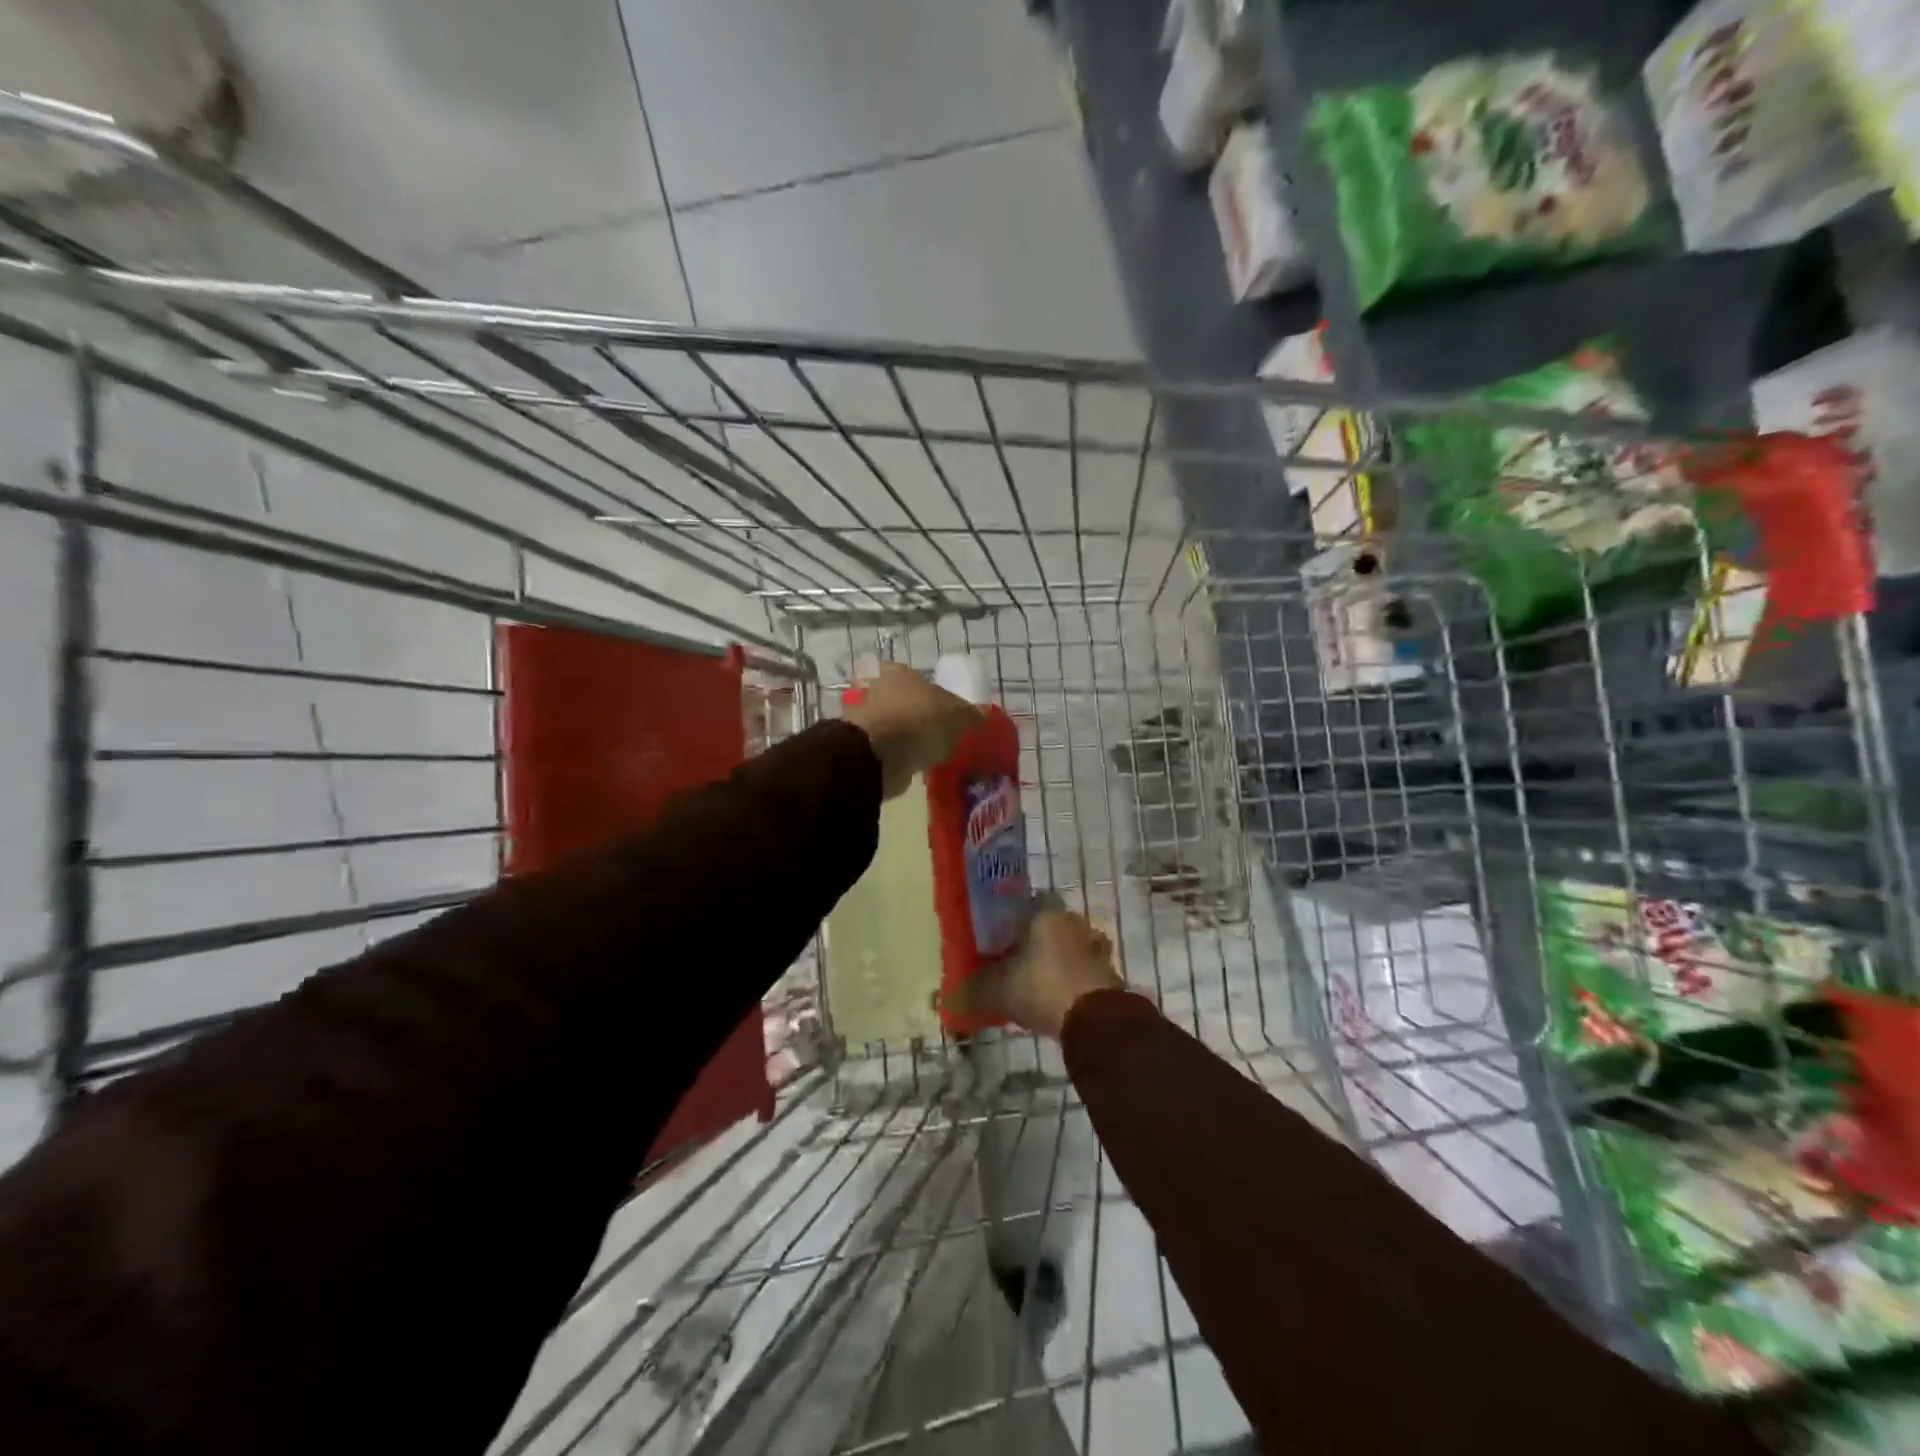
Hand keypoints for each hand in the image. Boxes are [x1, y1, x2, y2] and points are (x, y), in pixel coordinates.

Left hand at [841, 664, 979, 799]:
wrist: (880, 754)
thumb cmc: (921, 722)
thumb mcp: (958, 716)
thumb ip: (969, 715)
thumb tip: (980, 717)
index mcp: (900, 673)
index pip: (914, 676)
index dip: (929, 692)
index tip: (941, 710)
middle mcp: (877, 688)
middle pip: (899, 699)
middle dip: (913, 714)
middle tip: (933, 733)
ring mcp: (864, 717)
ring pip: (889, 723)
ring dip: (902, 736)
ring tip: (923, 753)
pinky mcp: (858, 744)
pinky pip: (882, 747)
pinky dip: (893, 755)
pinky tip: (909, 765)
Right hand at [952, 907, 1127, 1038]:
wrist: (1094, 1019)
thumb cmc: (1040, 987)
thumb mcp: (997, 990)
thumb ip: (973, 990)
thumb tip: (946, 999)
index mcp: (1047, 914)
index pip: (1034, 900)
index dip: (1019, 915)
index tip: (1005, 934)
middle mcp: (1074, 922)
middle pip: (1056, 923)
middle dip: (1041, 939)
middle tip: (1020, 960)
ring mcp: (1097, 948)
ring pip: (1075, 946)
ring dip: (1062, 959)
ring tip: (1041, 981)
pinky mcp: (1110, 974)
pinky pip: (1088, 970)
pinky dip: (1076, 980)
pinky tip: (1061, 999)